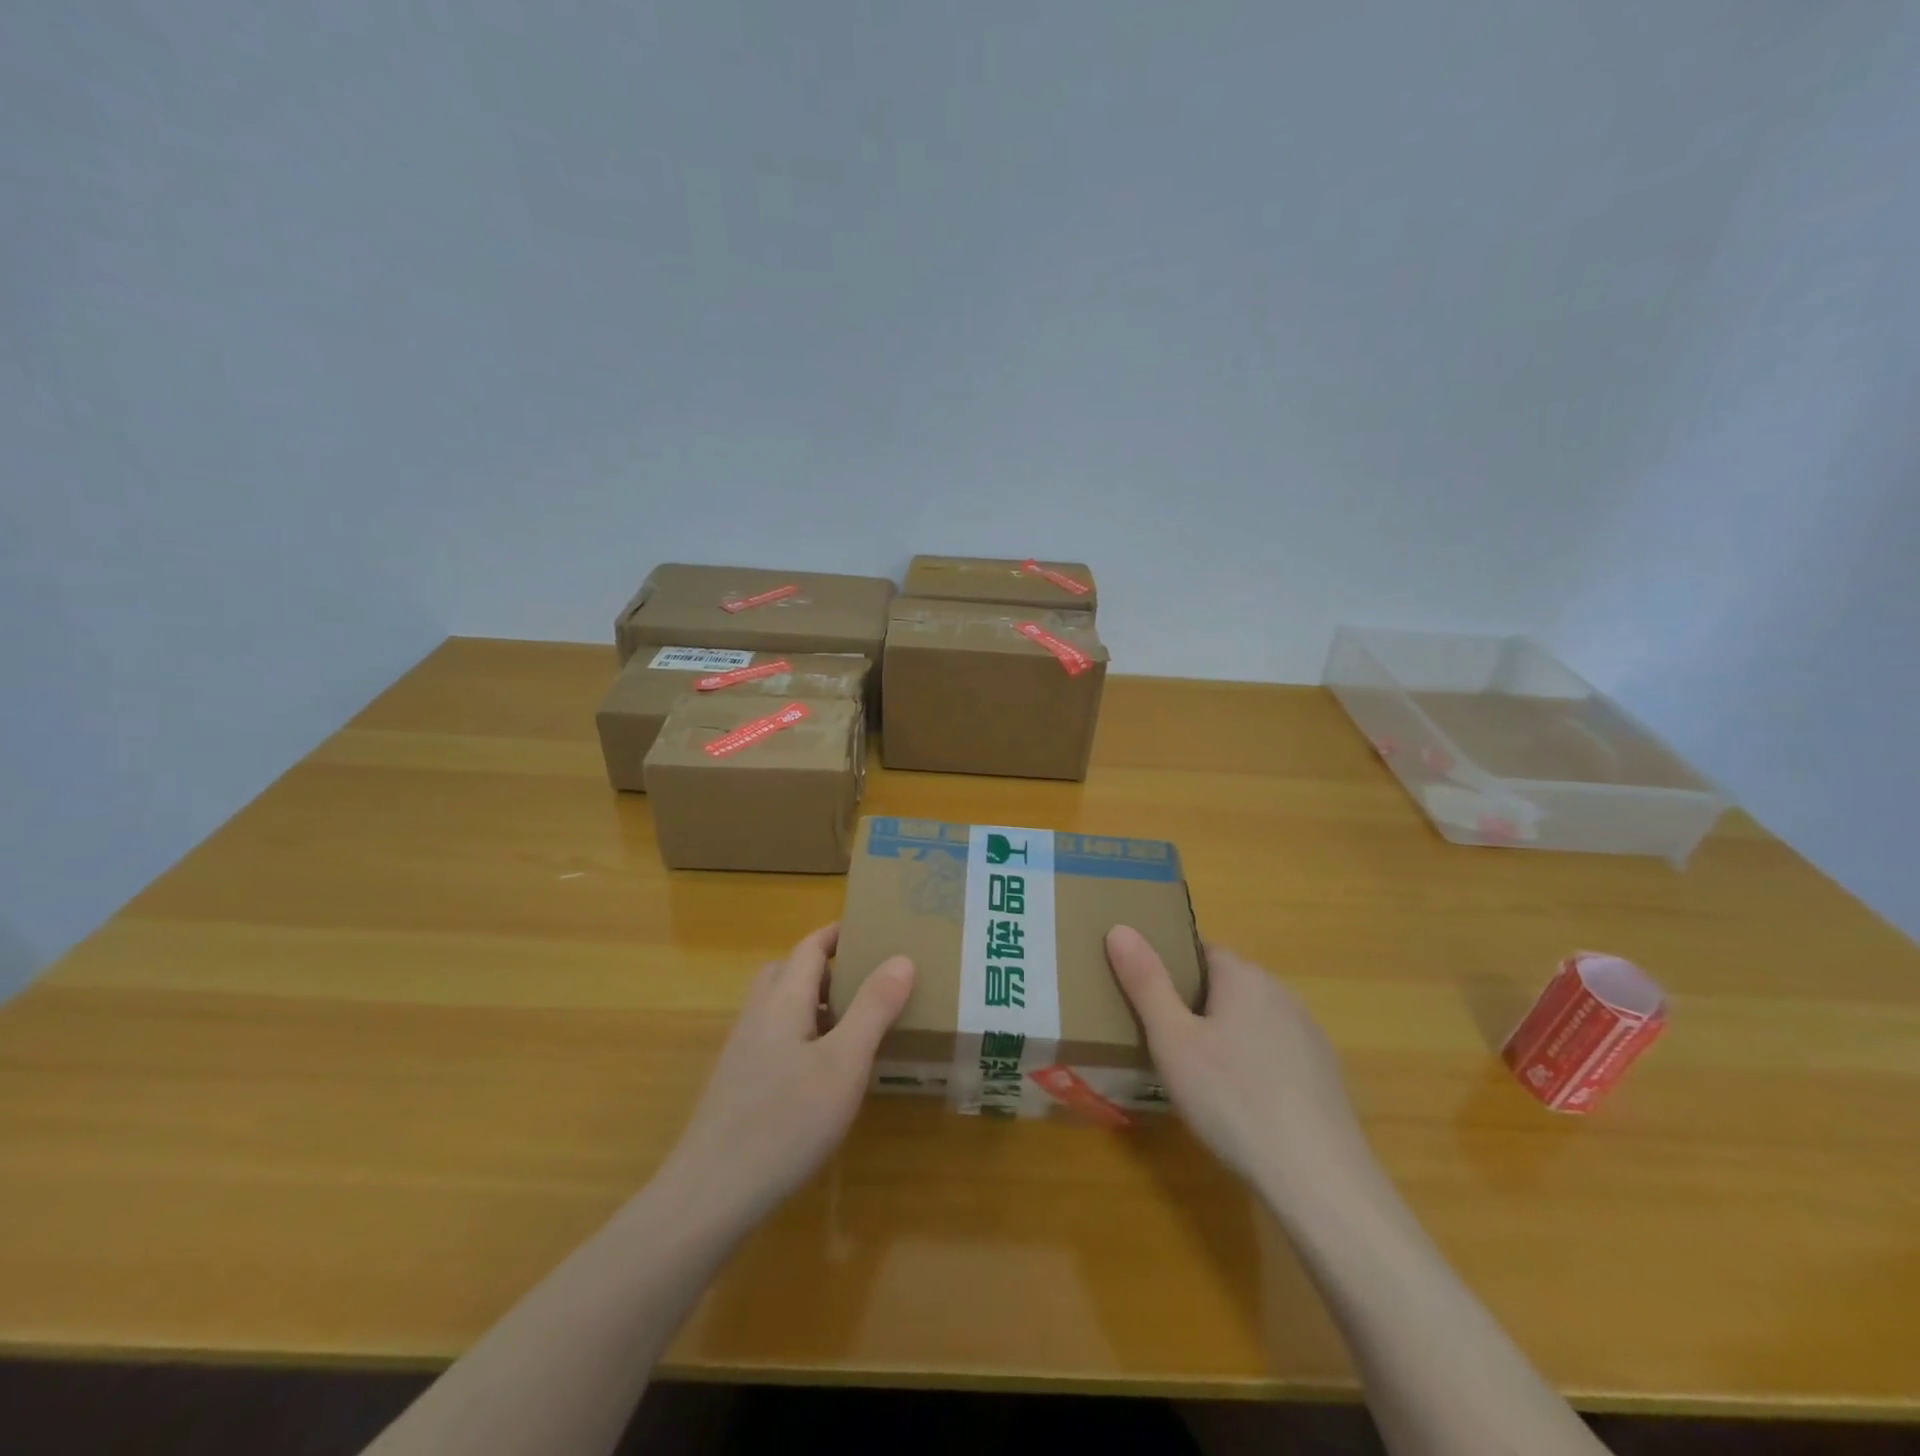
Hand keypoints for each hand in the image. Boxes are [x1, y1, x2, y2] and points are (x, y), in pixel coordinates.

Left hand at [658, 924, 913, 1229]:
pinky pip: (772, 1038)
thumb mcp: (845, 1063)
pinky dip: (799, 1035)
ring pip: (778, 1007)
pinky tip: (819, 1073)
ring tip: (850, 1025)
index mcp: (783, 1000)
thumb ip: (874, 1008)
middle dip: (824, 967)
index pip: (809, 947)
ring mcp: (741, 1051)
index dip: (837, 934)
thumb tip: (902, 958)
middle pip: (787, 972)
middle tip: (864, 980)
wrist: (711, 1194)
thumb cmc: (786, 1120)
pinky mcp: (736, 1085)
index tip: (870, 930)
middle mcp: (757, 1015)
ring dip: (811, 1003)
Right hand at [1106, 926, 1370, 1213]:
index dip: (1170, 970)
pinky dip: (1254, 1064)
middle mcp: (1281, 993)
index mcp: (1244, 977)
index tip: (1147, 1000)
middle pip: (1226, 985)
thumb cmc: (1232, 1100)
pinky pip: (1276, 1052)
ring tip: (1198, 1075)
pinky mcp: (1325, 1074)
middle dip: (1195, 1004)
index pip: (1200, 951)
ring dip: (1226, 1034)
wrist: (1319, 1181)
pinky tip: (1241, 1102)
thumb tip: (1120, 929)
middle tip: (1165, 1042)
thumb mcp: (1172, 1041)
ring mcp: (1309, 1034)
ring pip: (1252, 1019)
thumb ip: (1145, 982)